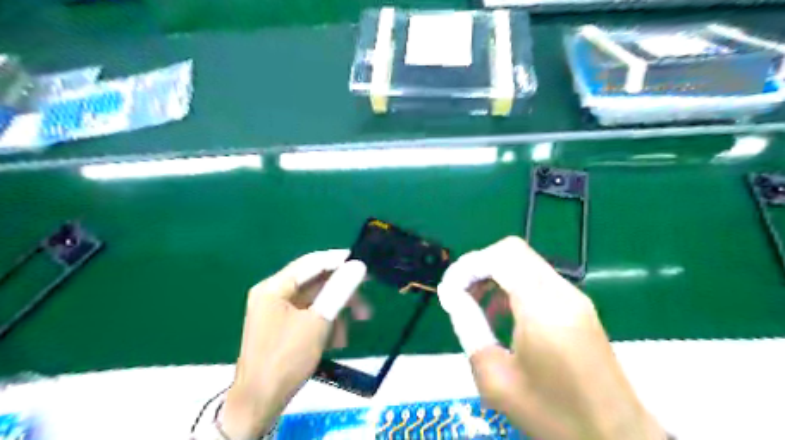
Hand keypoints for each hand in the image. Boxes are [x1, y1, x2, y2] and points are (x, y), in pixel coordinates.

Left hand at [222, 248, 366, 438]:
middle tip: (365, 304)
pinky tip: (336, 342)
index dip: (339, 260)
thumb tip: (358, 265)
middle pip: (316, 283)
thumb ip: (339, 290)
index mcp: (274, 287)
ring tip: (350, 331)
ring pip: (316, 302)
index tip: (363, 263)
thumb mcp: (317, 322)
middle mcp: (274, 294)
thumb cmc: (286, 358)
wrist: (259, 403)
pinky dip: (326, 324)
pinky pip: (310, 316)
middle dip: (342, 295)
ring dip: (336, 313)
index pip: (312, 263)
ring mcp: (278, 312)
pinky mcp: (284, 327)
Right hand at [439, 238, 664, 439]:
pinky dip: (512, 285)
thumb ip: (469, 328)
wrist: (616, 439)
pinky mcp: (578, 307)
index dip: (469, 265)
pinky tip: (502, 315)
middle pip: (513, 251)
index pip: (501, 256)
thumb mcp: (496, 378)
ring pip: (525, 262)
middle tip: (461, 295)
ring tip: (476, 305)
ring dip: (495, 274)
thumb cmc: (553, 414)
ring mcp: (574, 297)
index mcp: (543, 308)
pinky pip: (537, 279)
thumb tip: (451, 295)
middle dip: (480, 266)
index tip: (449, 290)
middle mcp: (562, 292)